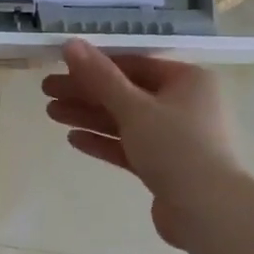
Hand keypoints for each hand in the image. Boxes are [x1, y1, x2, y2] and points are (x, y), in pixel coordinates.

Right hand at [42, 39, 239, 248]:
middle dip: (85, 93)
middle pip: (126, 93)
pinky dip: (104, 141)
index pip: (133, 64)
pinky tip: (73, 139)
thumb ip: (100, 77)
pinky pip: (129, 146)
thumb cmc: (176, 147)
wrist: (208, 210)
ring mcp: (175, 137)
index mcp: (187, 80)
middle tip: (46, 91)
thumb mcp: (134, 107)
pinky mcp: (165, 166)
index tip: (60, 67)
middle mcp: (184, 103)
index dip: (94, 65)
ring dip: (89, 116)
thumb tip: (70, 44)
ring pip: (124, 120)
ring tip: (51, 113)